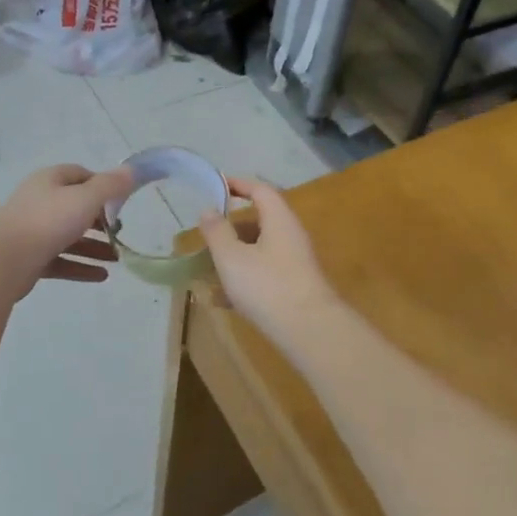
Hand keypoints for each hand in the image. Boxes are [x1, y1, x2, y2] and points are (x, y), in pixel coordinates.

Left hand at [0, 164, 134, 298]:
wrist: (3, 260)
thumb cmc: (48, 221)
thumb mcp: (86, 198)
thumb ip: (111, 185)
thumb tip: (133, 171)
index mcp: (50, 181)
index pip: (80, 175)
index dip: (102, 185)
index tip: (121, 201)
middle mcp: (40, 202)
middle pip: (75, 207)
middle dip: (100, 220)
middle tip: (120, 231)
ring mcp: (33, 231)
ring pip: (69, 236)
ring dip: (94, 246)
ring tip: (118, 258)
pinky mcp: (30, 259)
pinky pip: (61, 260)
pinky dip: (81, 266)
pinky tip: (102, 276)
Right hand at [198, 177, 342, 339]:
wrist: (309, 331)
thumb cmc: (267, 286)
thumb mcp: (232, 258)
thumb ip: (217, 232)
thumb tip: (208, 210)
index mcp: (279, 220)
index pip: (260, 190)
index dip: (238, 184)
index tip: (216, 185)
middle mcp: (291, 236)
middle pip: (260, 221)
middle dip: (232, 226)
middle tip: (207, 234)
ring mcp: (295, 262)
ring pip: (260, 249)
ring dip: (235, 254)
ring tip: (209, 268)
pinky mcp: (294, 286)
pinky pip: (264, 273)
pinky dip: (244, 278)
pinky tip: (222, 299)